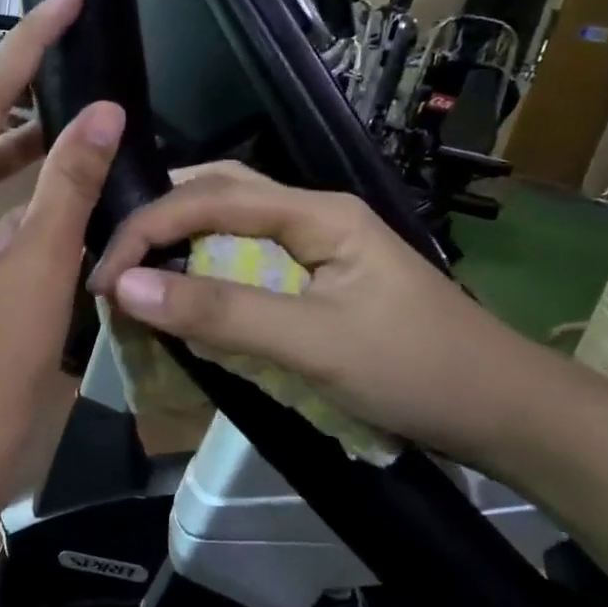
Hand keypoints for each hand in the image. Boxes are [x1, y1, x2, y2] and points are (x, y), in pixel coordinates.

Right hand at [89, 163, 543, 462]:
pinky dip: (209, 277)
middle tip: (113, 261)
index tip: (104, 277)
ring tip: (136, 275)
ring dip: (183, 245)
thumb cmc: (415, 370)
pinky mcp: (320, 284)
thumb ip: (221, 313)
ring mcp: (319, 250)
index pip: (211, 197)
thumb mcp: (313, 344)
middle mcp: (314, 216)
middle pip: (221, 195)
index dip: (149, 228)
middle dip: (161, 220)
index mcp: (316, 212)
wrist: (503, 411)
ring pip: (234, 228)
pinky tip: (189, 299)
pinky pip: (250, 265)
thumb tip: (127, 286)